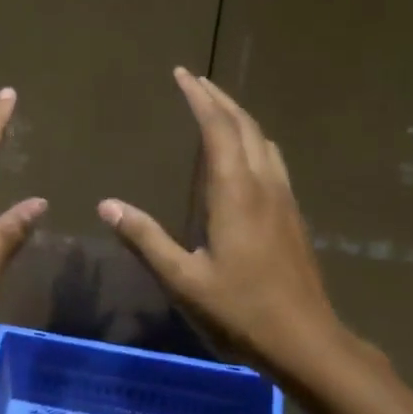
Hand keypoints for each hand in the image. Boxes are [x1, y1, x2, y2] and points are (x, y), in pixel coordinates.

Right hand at [99, 67, 367, 381]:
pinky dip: (253, 140)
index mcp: (235, 193)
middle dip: (219, 98)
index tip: (182, 74)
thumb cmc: (240, 310)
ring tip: (216, 109)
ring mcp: (283, 198)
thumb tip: (107, 206)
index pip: (218, 129)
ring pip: (263, 140)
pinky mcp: (292, 215)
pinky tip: (244, 155)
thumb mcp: (183, 280)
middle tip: (195, 81)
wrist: (305, 339)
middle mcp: (263, 185)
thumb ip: (146, 239)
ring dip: (239, 117)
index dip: (199, 98)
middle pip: (245, 125)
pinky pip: (272, 159)